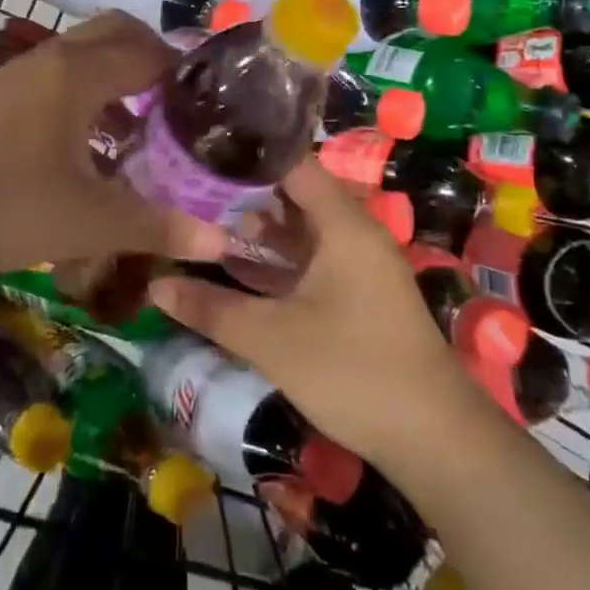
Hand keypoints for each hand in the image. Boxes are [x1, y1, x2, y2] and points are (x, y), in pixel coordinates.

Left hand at [0, 12, 224, 273]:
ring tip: (144, 130)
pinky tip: (91, 148)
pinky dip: (89, 94)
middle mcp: (54, 58)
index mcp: (81, 73)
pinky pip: (60, 76)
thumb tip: (221, 241)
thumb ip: (156, 227)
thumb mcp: (87, 222)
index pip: (151, 52)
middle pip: (118, 33)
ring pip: (86, 54)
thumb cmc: (0, 203)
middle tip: (181, 107)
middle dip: (155, 60)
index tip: (214, 107)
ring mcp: (21, 73)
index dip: (187, 74)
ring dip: (120, 77)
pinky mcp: (0, 95)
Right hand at [150, 159, 483, 469]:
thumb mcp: (272, 339)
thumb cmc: (353, 371)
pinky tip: (238, 266)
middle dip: (243, 192)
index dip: (248, 153)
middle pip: (294, 194)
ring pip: (301, 230)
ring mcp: (359, 264)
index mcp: (342, 223)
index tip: (202, 150)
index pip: (293, 163)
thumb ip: (211, 308)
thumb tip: (155, 286)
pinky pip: (311, 258)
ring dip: (258, 228)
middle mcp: (354, 232)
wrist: (435, 439)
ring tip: (202, 220)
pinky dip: (277, 258)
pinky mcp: (359, 293)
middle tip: (189, 187)